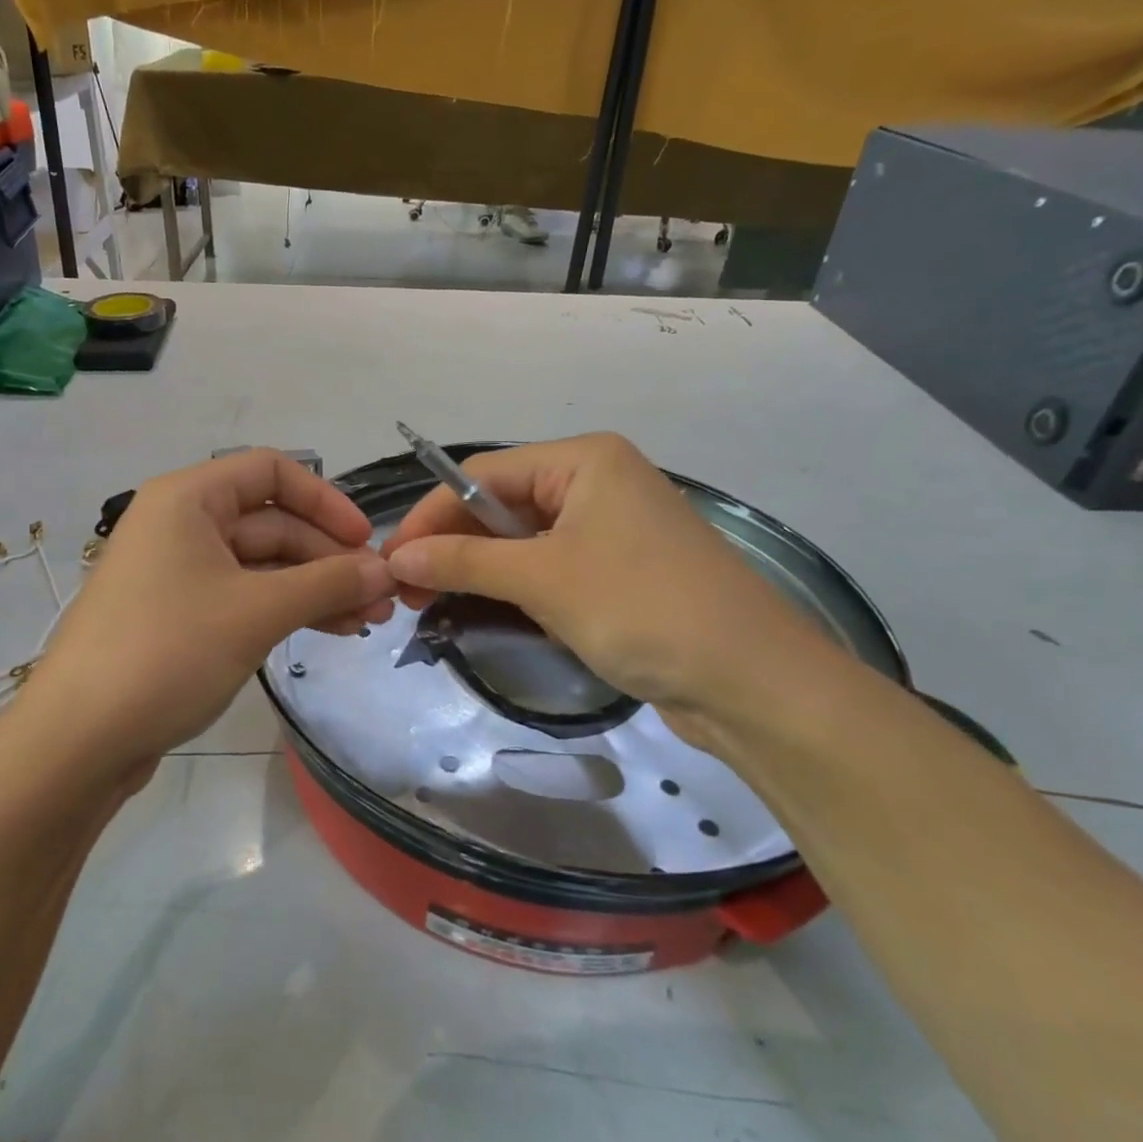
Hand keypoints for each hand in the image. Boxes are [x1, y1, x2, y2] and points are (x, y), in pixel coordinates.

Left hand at [10, 449, 395, 781]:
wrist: (78, 740)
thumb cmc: (168, 652)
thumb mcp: (257, 611)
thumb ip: (327, 583)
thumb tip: (386, 570)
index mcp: (188, 498)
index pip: (271, 472)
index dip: (325, 500)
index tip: (364, 542)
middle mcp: (181, 524)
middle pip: (271, 523)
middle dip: (328, 558)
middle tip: (379, 598)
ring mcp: (177, 573)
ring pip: (261, 565)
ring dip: (314, 588)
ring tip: (366, 622)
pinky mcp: (178, 617)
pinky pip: (243, 597)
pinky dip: (284, 610)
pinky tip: (325, 632)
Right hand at [381, 434, 832, 752]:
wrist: (752, 681)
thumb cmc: (642, 608)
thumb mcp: (544, 579)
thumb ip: (465, 561)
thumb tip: (398, 558)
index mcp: (583, 460)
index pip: (483, 475)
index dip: (431, 514)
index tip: (390, 560)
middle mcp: (597, 483)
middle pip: (501, 505)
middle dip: (451, 545)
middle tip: (405, 591)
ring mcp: (610, 529)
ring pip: (522, 540)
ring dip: (478, 569)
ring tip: (430, 605)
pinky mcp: (618, 571)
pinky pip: (549, 567)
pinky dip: (513, 587)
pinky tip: (481, 610)